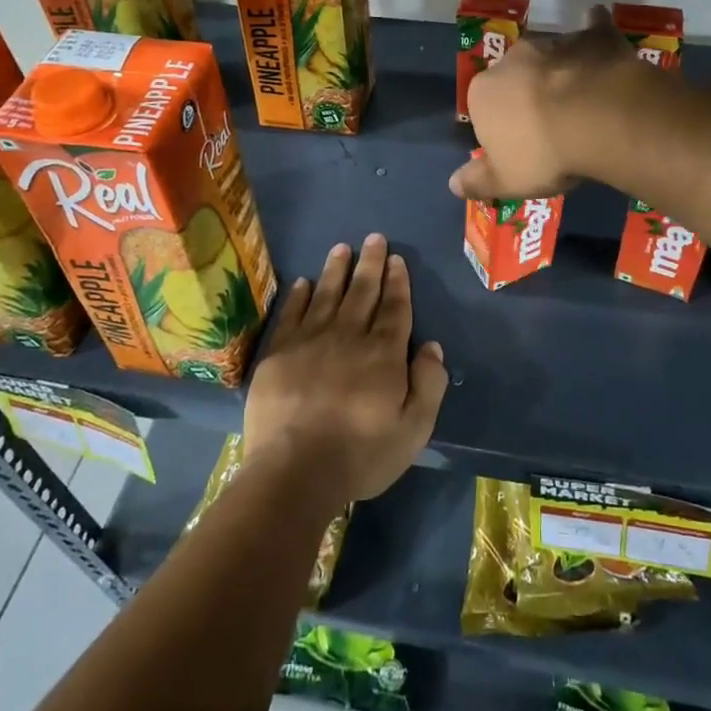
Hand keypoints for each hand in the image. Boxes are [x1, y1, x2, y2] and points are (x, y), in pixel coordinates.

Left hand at [242, 234, 447, 505]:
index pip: (394, 308)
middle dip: (371, 264)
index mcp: (383, 353)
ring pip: (327, 294)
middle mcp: (348, 336)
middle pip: (363, 292)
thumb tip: (431, 346)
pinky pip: (292, 313)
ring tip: (342, 248)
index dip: (397, 282)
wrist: (294, 471)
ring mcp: (310, 341)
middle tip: (374, 238)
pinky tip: (304, 282)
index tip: (397, 259)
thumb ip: (429, 384)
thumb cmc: (360, 454)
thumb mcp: (413, 429)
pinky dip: (300, 295)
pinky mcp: (279, 352)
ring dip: (337, 270)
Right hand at [448, 4, 635, 201]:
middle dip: (527, 92)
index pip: (483, 108)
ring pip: (552, 56)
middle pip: (516, 77)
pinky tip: (602, 47)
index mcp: (483, 92)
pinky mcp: (594, 36)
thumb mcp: (506, 180)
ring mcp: (554, 42)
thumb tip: (452, 183)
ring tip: (582, 100)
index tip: (522, 148)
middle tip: (551, 123)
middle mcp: (512, 59)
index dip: (502, 128)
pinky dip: (594, 37)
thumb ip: (478, 181)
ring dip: (559, 71)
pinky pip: (592, 30)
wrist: (600, 118)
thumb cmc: (545, 153)